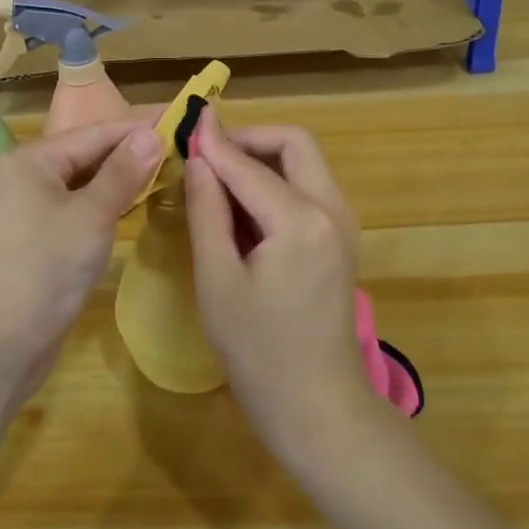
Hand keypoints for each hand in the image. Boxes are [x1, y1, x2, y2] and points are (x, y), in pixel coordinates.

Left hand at [0, 119, 163, 390]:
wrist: (0, 343)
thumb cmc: (46, 269)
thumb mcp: (91, 216)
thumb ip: (122, 172)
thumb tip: (152, 134)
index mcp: (34, 159)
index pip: (97, 132)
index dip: (140, 127)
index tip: (184, 120)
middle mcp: (30, 174)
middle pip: (90, 152)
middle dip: (134, 151)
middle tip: (184, 147)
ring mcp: (33, 206)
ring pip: (87, 181)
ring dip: (124, 176)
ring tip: (170, 170)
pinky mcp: (42, 235)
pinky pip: (82, 205)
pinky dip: (109, 202)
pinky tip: (137, 202)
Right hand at [184, 110, 375, 467]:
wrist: (317, 406)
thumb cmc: (258, 351)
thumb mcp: (218, 280)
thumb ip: (206, 211)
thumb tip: (197, 159)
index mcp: (300, 220)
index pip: (248, 165)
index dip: (213, 142)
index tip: (185, 122)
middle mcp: (332, 209)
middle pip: (294, 143)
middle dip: (249, 139)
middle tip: (207, 154)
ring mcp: (343, 223)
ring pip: (304, 162)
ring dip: (263, 158)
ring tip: (218, 179)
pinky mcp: (341, 239)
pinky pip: (308, 188)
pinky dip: (276, 182)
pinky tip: (243, 208)